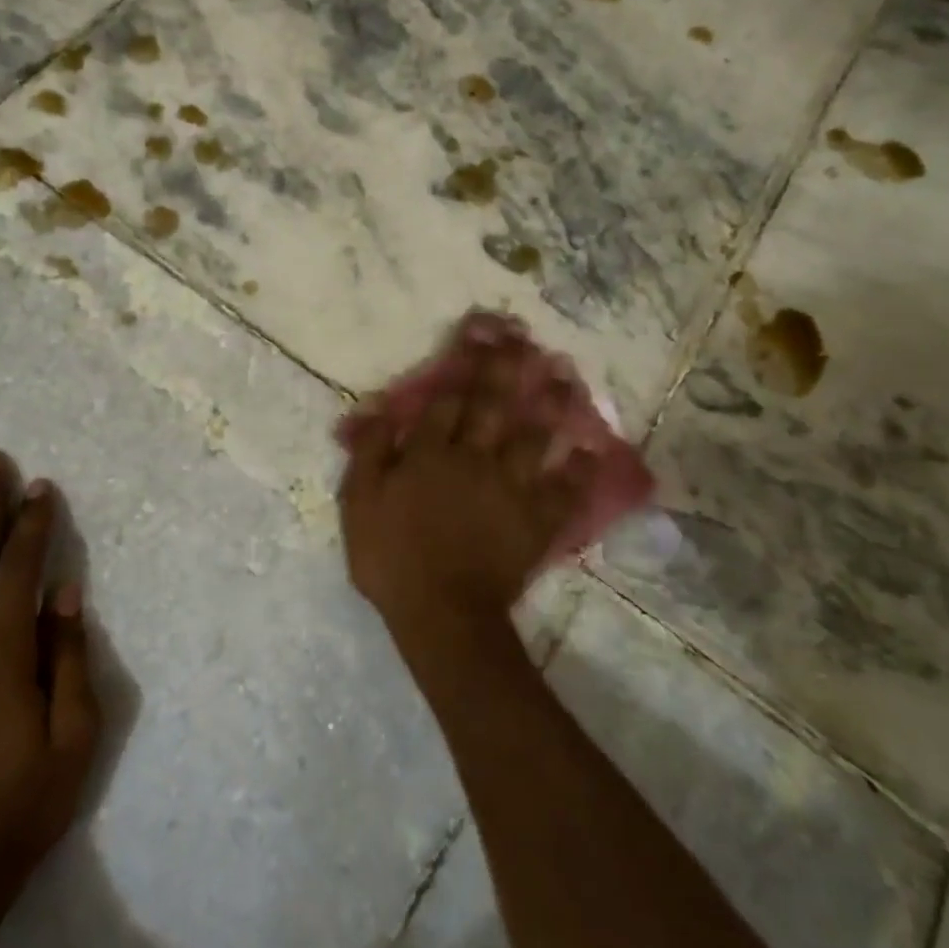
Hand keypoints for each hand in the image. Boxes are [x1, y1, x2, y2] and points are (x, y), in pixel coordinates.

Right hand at [338, 345, 589, 634]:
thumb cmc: (392, 558)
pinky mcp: (536, 520)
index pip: (446, 398)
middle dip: (507, 368)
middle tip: (525, 338)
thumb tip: (379, 409)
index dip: (462, 363)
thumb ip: (369, 453)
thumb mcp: (359, 504)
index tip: (478, 334)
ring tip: (565, 376)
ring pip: (534, 436)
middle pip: (492, 405)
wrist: (441, 614)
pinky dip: (578, 469)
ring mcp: (511, 488)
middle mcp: (473, 458)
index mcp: (429, 454)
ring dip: (550, 405)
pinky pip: (564, 489)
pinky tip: (589, 450)